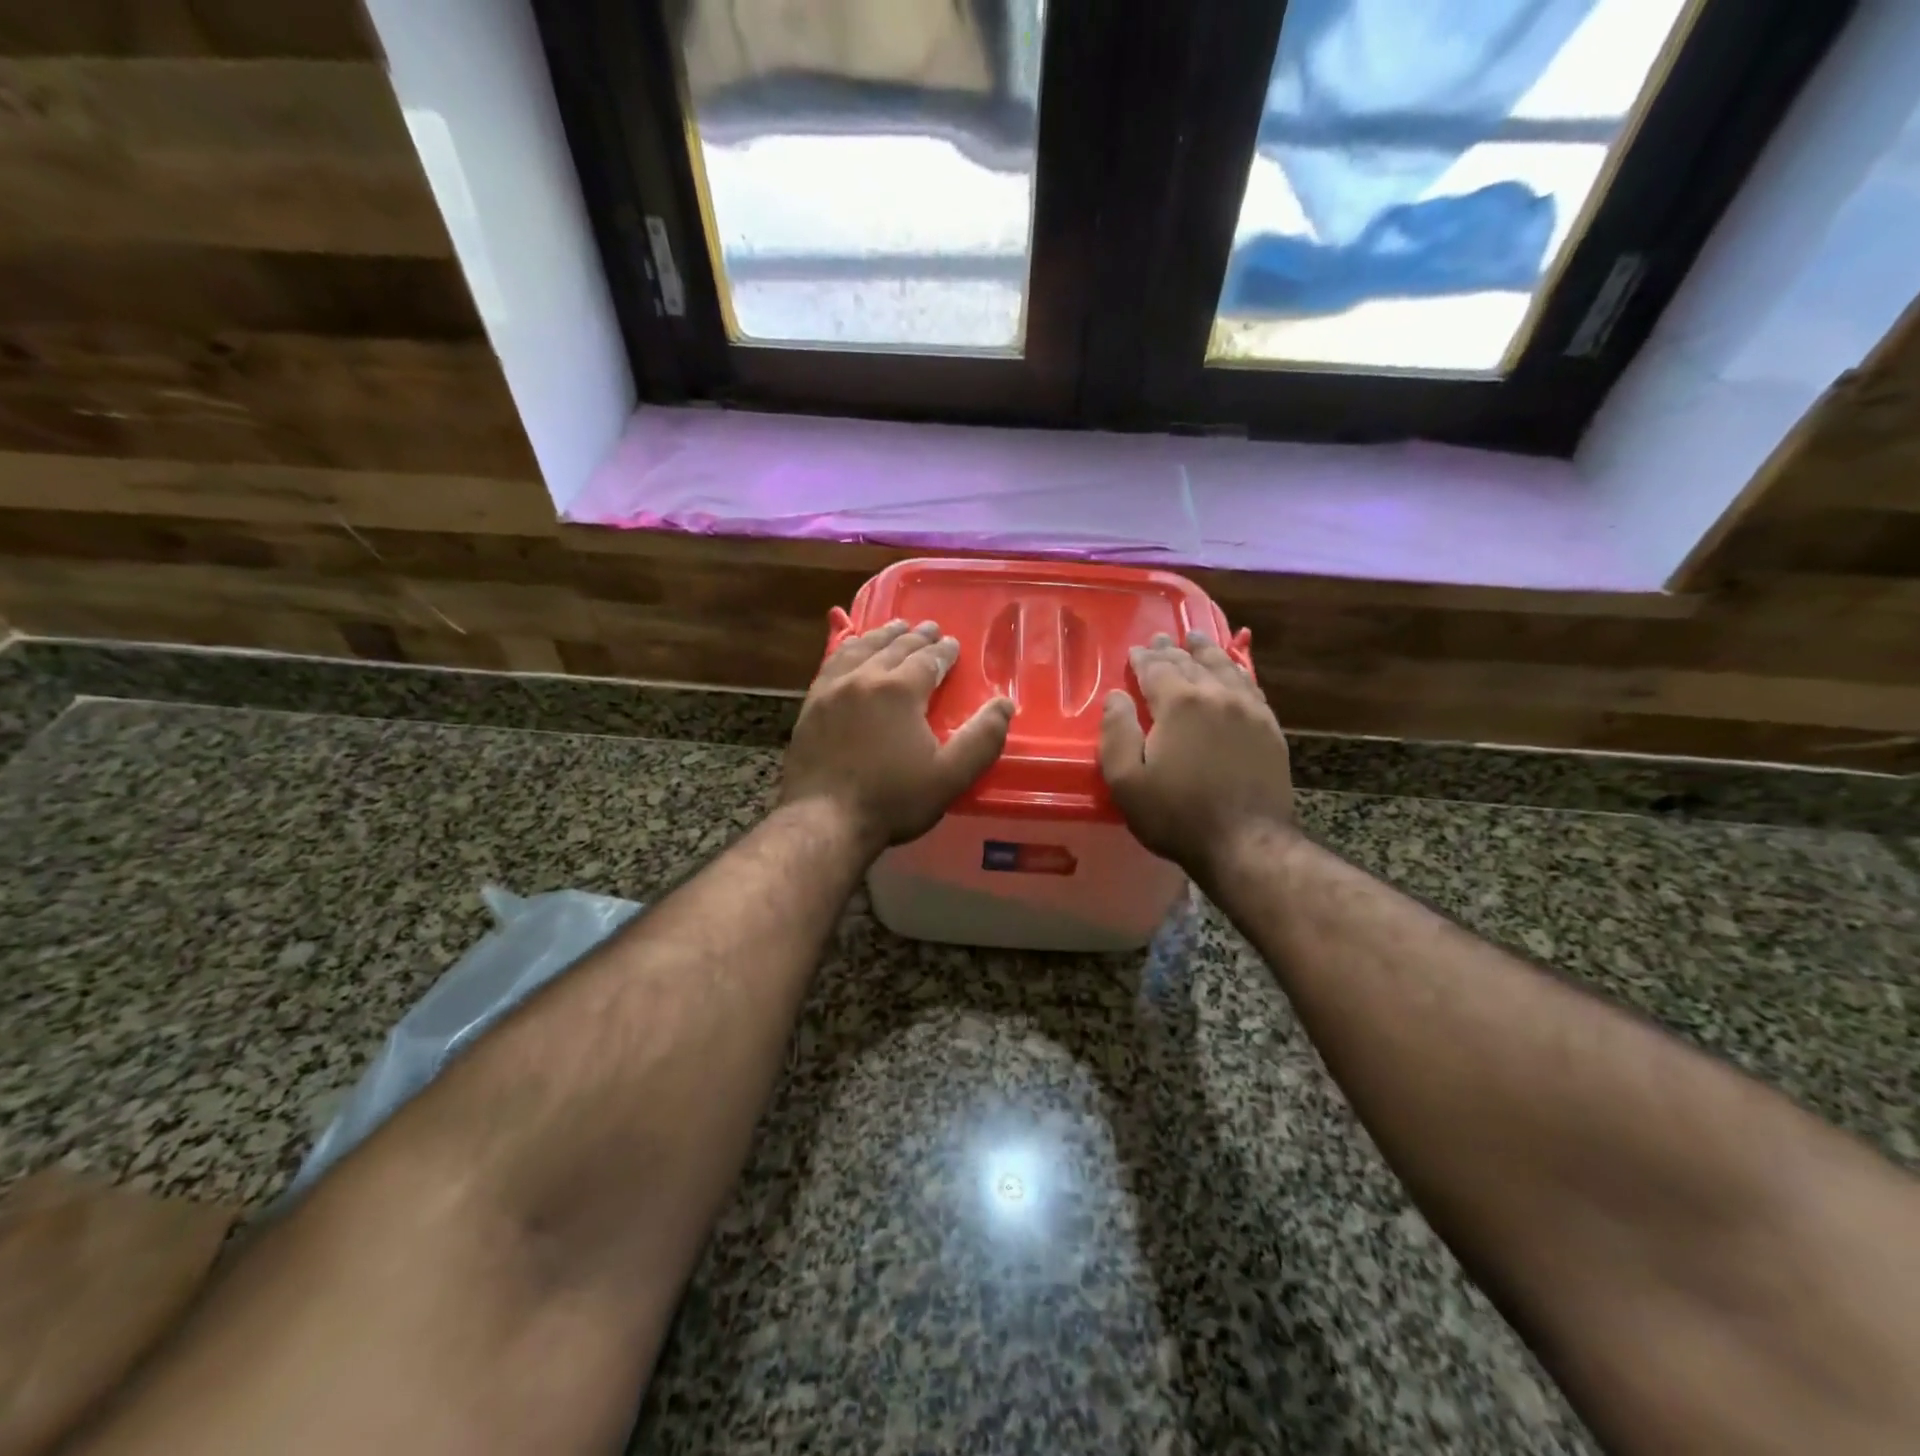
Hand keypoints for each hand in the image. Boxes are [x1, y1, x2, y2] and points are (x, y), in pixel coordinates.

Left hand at [781, 620, 1014, 852]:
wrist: (825, 820)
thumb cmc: (892, 799)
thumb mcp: (950, 776)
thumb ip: (982, 739)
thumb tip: (1004, 703)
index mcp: (900, 690)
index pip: (928, 660)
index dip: (944, 651)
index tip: (953, 644)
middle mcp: (865, 677)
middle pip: (894, 647)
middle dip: (916, 637)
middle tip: (929, 628)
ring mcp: (832, 689)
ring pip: (860, 649)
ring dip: (881, 636)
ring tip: (894, 628)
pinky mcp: (811, 705)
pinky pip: (831, 663)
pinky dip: (848, 650)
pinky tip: (850, 652)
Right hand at [1099, 630, 1294, 874]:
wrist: (1245, 842)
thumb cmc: (1176, 815)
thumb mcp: (1126, 781)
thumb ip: (1116, 732)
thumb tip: (1116, 697)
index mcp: (1180, 704)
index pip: (1157, 669)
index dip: (1143, 659)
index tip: (1135, 651)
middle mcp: (1217, 695)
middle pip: (1191, 663)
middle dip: (1172, 651)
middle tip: (1162, 640)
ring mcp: (1249, 710)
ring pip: (1225, 668)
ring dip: (1207, 652)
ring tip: (1197, 640)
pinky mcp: (1269, 728)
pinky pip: (1250, 687)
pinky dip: (1236, 671)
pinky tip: (1232, 672)